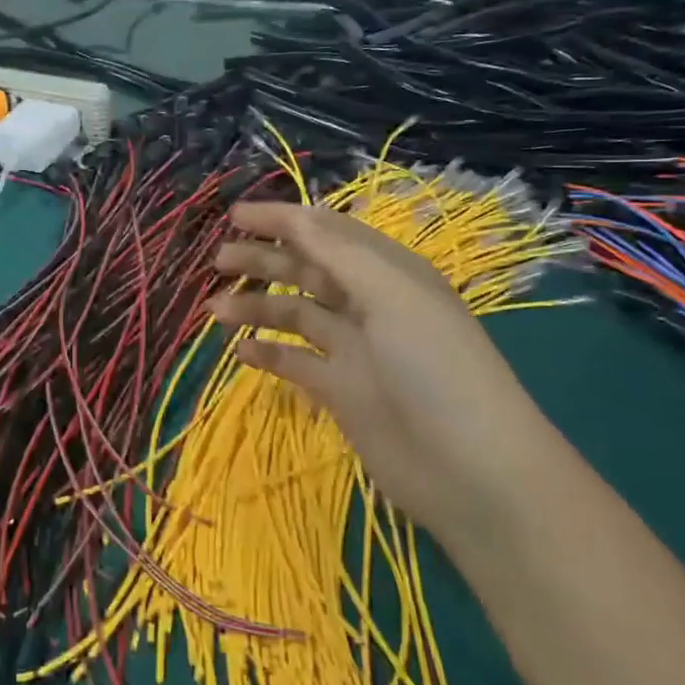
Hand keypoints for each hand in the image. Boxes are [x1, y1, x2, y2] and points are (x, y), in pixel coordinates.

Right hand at [209, 201, 565, 544]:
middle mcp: (370, 305)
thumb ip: (338, 254)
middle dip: (263, 260)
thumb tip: (294, 216)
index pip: (327, 232)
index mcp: (389, 273)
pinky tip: (240, 352)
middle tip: (218, 260)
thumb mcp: (391, 295)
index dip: (283, 219)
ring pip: (296, 315)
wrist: (469, 469)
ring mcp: (355, 350)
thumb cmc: (435, 367)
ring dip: (257, 307)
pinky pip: (296, 363)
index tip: (234, 215)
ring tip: (215, 309)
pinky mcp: (342, 392)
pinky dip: (268, 354)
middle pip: (307, 271)